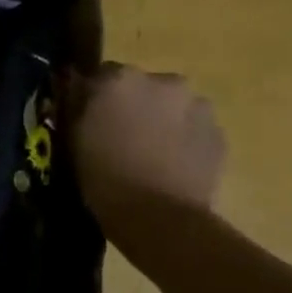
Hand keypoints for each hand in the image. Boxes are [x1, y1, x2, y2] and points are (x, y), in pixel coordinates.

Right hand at [73, 65, 223, 226]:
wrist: (159, 217)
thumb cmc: (104, 177)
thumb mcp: (72, 139)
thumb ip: (77, 105)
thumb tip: (77, 87)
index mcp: (120, 79)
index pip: (100, 75)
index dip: (94, 97)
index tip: (90, 119)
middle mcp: (162, 81)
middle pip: (141, 86)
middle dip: (132, 105)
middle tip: (120, 137)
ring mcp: (197, 106)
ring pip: (171, 106)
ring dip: (160, 120)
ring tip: (149, 154)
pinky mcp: (219, 133)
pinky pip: (193, 129)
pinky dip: (182, 140)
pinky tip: (169, 167)